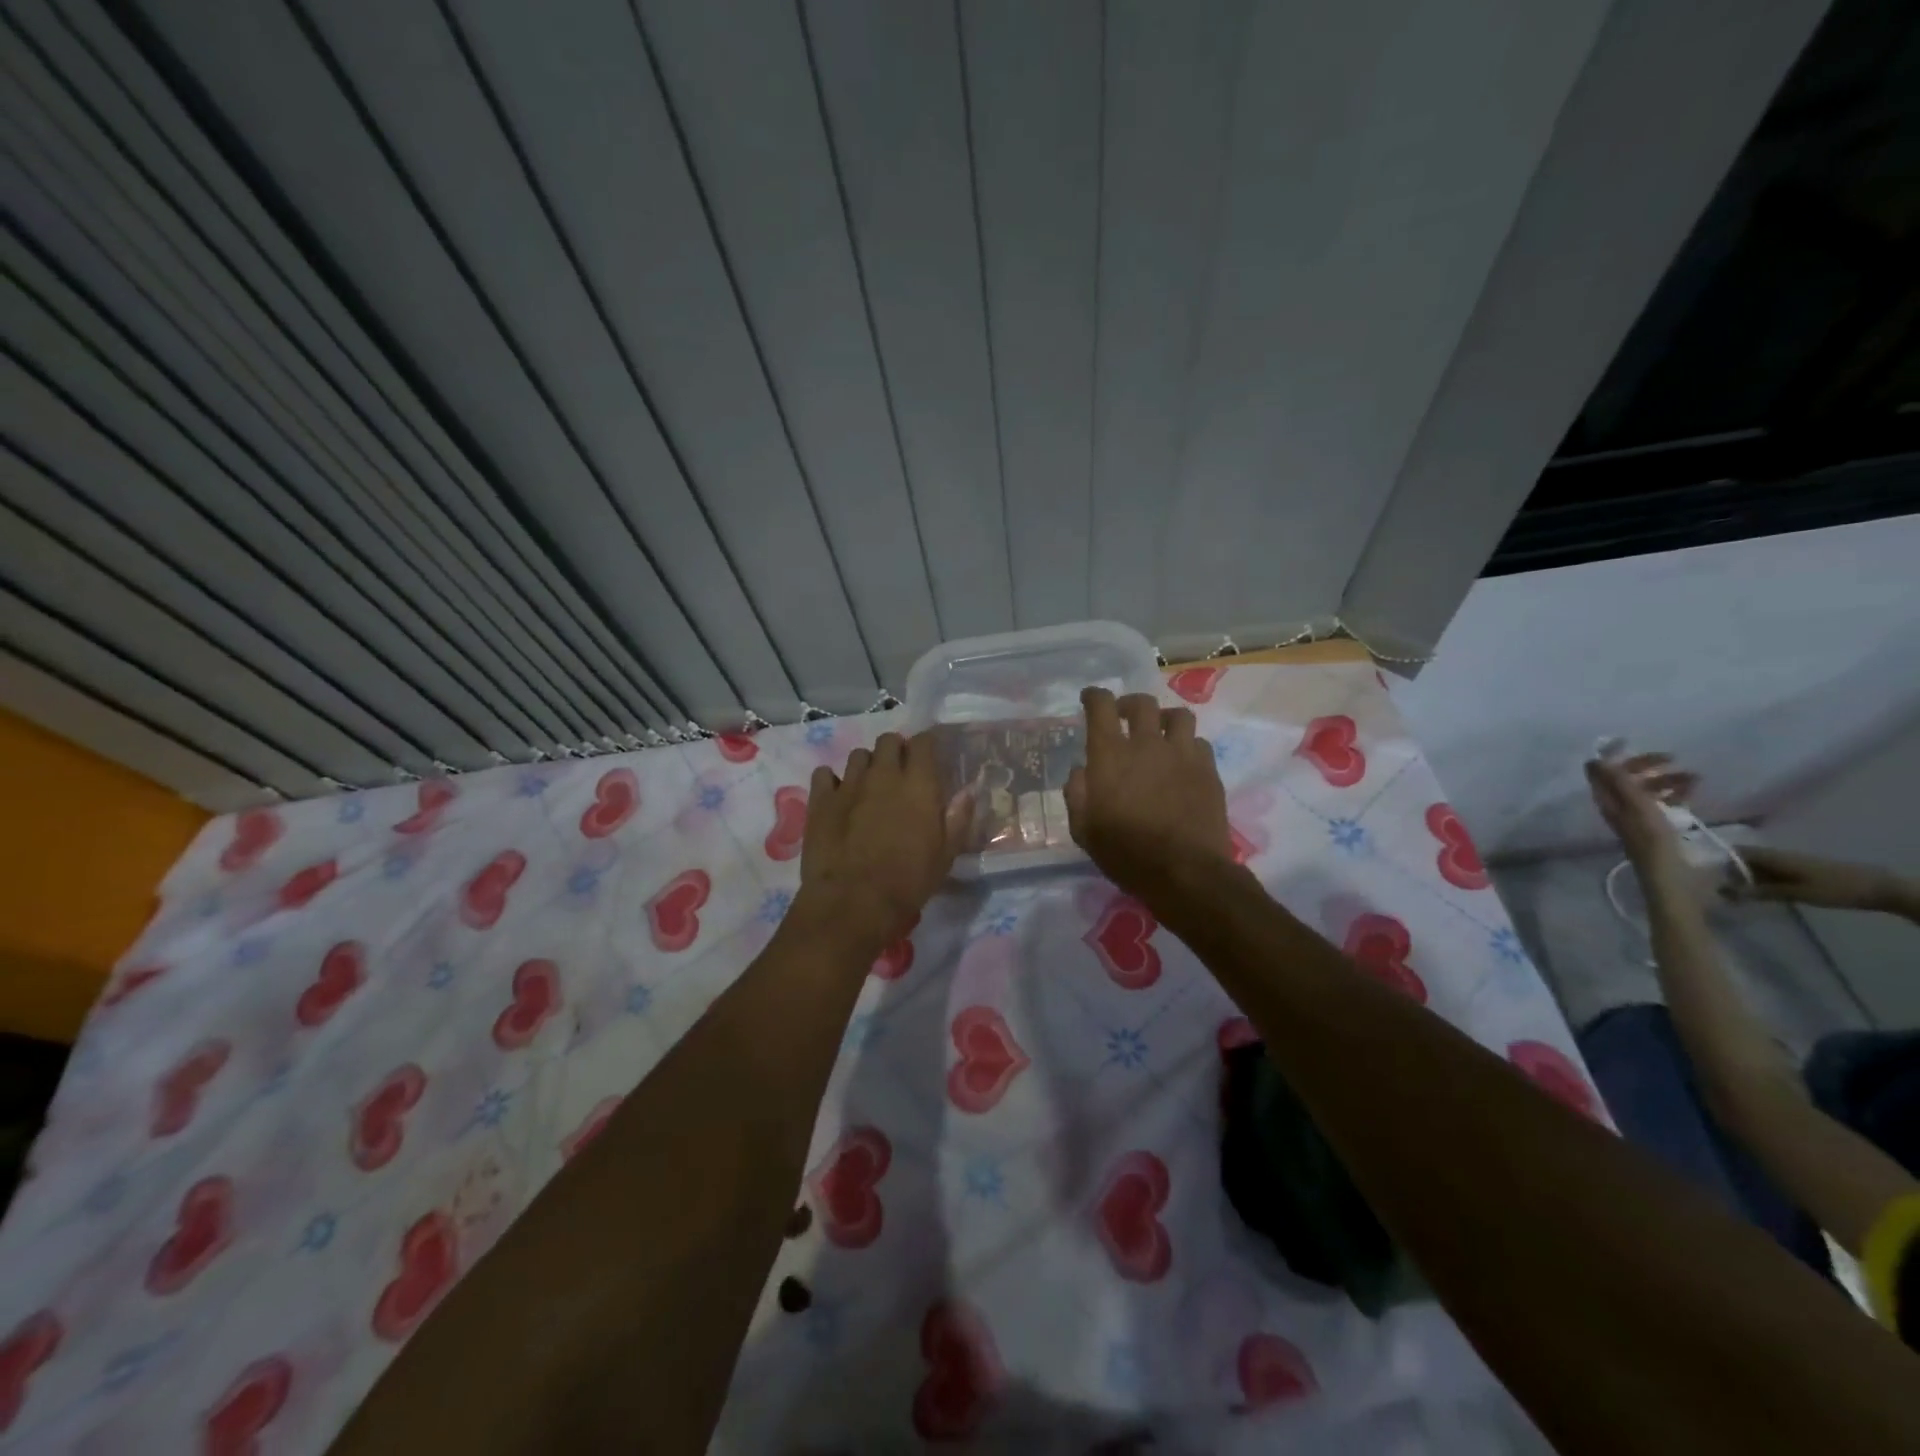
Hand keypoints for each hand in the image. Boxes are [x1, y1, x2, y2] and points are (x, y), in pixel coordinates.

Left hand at [798, 731, 970, 953]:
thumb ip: (958, 818)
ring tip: (868, 786)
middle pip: (888, 740)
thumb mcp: (945, 855)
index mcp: (918, 785)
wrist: (853, 902)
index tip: (928, 760)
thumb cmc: (908, 882)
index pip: (923, 742)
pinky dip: (831, 781)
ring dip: (866, 765)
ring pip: (858, 754)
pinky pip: (824, 774)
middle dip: (895, 750)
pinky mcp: (820, 800)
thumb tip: (968, 791)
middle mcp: (884, 775)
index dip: (926, 746)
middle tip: (899, 773)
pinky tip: (836, 797)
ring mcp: (849, 785)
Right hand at [1065, 687, 1233, 900]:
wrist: (1184, 872)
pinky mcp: (1208, 770)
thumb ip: (1077, 793)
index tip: (1090, 698)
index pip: (1101, 707)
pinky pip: (1199, 743)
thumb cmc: (1125, 853)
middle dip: (1129, 704)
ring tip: (1160, 734)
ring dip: (1164, 719)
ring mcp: (1182, 754)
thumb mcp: (1083, 829)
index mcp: (1110, 755)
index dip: (1094, 696)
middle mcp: (1147, 744)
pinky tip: (1182, 762)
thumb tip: (1082, 771)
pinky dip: (1187, 746)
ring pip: (1178, 715)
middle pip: (1142, 703)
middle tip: (1124, 717)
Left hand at [1585, 753, 1696, 863]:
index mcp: (1606, 800)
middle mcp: (1617, 806)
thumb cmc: (1652, 840)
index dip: (1616, 756)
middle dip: (1648, 767)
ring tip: (1695, 779)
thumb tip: (1594, 759)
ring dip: (1667, 780)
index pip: (1602, 771)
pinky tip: (1693, 793)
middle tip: (1674, 759)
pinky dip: (1675, 795)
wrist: (1671, 877)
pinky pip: (1662, 803)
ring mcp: (1637, 816)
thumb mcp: (1636, 807)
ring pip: (1648, 789)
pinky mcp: (1656, 825)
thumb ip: (1618, 783)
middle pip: (1627, 778)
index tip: (1633, 743)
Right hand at [1725, 846, 1907, 913]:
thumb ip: (1761, 891)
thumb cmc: (1834, 888)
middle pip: (1741, 859)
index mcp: (1771, 856)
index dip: (1715, 861)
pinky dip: (1756, 880)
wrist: (1877, 888)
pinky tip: (1755, 894)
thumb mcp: (1797, 893)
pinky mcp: (1796, 871)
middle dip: (1726, 871)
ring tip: (1730, 893)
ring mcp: (1786, 863)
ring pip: (1754, 866)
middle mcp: (1774, 855)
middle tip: (1713, 888)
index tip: (1701, 875)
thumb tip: (1725, 891)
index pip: (1733, 853)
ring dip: (1741, 877)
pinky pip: (1767, 872)